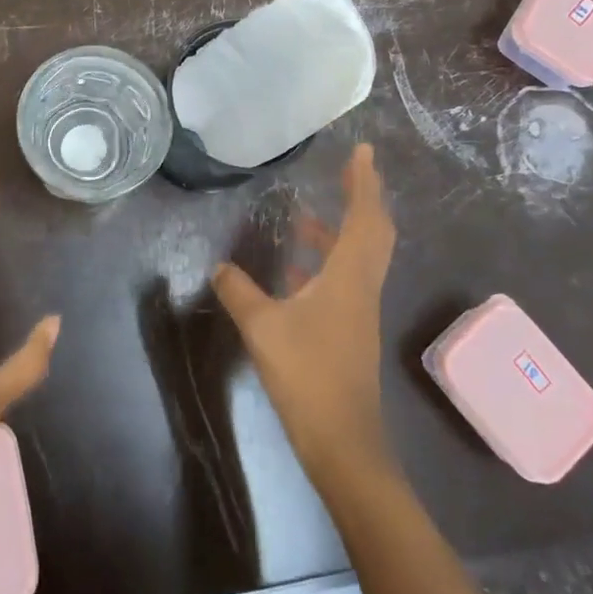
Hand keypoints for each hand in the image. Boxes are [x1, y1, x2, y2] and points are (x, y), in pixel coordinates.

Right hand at [213, 143, 396, 493]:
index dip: (364, 182)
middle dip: (362, 197)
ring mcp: (358, 309)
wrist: (342, 441)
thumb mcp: (261, 327)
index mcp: (348, 277)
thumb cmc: (306, 374)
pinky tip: (294, 269)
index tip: (362, 151)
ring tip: (305, 215)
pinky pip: (345, 278)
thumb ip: (238, 291)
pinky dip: (327, 261)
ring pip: (359, 256)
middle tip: (346, 170)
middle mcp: (361, 286)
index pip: (364, 217)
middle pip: (373, 232)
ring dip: (340, 231)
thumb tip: (219, 267)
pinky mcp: (350, 328)